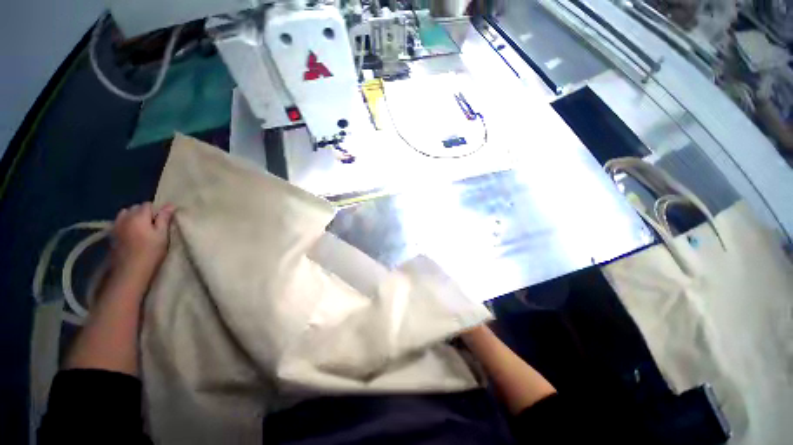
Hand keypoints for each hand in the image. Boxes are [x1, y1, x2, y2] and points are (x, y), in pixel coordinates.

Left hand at [110, 202, 175, 282]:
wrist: (130, 270)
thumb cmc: (151, 251)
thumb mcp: (162, 235)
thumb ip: (164, 218)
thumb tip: (170, 205)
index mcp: (139, 216)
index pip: (148, 205)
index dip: (156, 210)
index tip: (162, 220)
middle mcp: (125, 217)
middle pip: (135, 208)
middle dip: (144, 212)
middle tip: (153, 224)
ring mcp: (116, 225)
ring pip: (125, 214)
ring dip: (133, 217)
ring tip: (141, 227)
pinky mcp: (111, 234)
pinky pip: (119, 222)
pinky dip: (125, 223)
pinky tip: (131, 233)